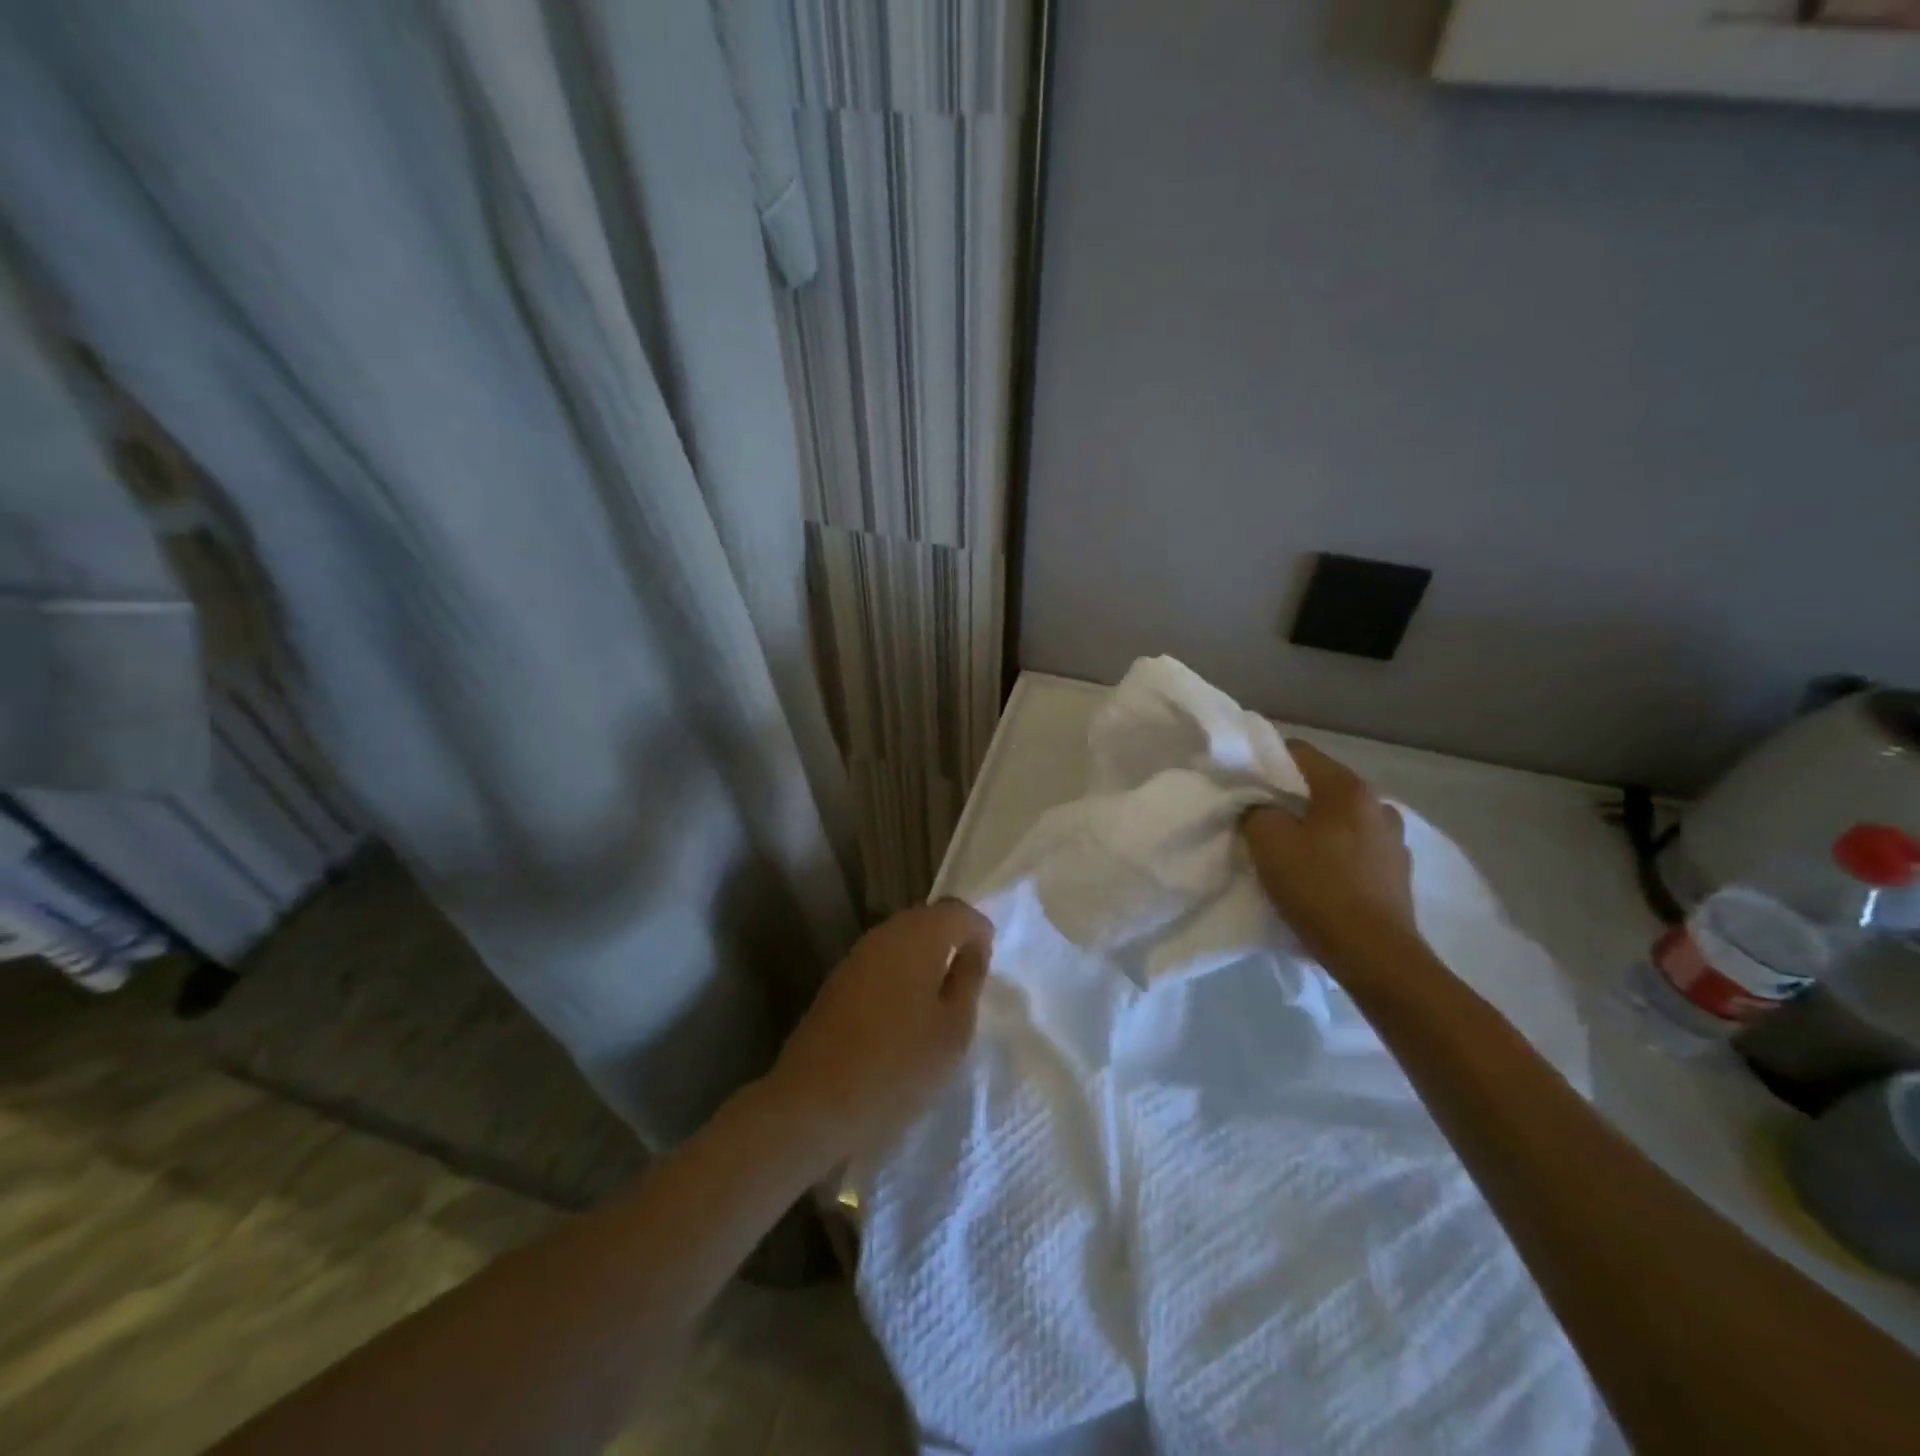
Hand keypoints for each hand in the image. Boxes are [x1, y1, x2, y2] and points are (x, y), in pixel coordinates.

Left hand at [763, 899, 992, 1166]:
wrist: (814, 1103)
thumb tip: (971, 950)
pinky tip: (906, 1014)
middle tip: (968, 982)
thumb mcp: (954, 1030)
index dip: (979, 930)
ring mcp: (856, 956)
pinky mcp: (838, 981)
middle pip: (927, 920)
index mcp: (918, 936)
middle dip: (951, 941)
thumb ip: (968, 980)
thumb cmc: (898, 1066)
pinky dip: (901, 976)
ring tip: (940, 1002)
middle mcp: (885, 934)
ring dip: (925, 959)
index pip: (957, 910)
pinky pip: (882, 963)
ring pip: (902, 941)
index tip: (987, 965)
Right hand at [1241, 739, 1421, 975]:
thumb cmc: (1319, 889)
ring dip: (1316, 829)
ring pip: (1340, 820)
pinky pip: (1356, 850)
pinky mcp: (1398, 874)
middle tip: (1261, 822)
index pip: (1298, 752)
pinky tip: (1320, 879)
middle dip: (1289, 800)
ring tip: (1292, 854)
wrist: (1375, 956)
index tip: (1244, 786)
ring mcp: (1395, 841)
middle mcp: (1379, 805)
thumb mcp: (1268, 842)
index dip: (1264, 762)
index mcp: (1349, 789)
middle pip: (1321, 787)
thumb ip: (1257, 811)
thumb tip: (1261, 808)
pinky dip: (1335, 855)